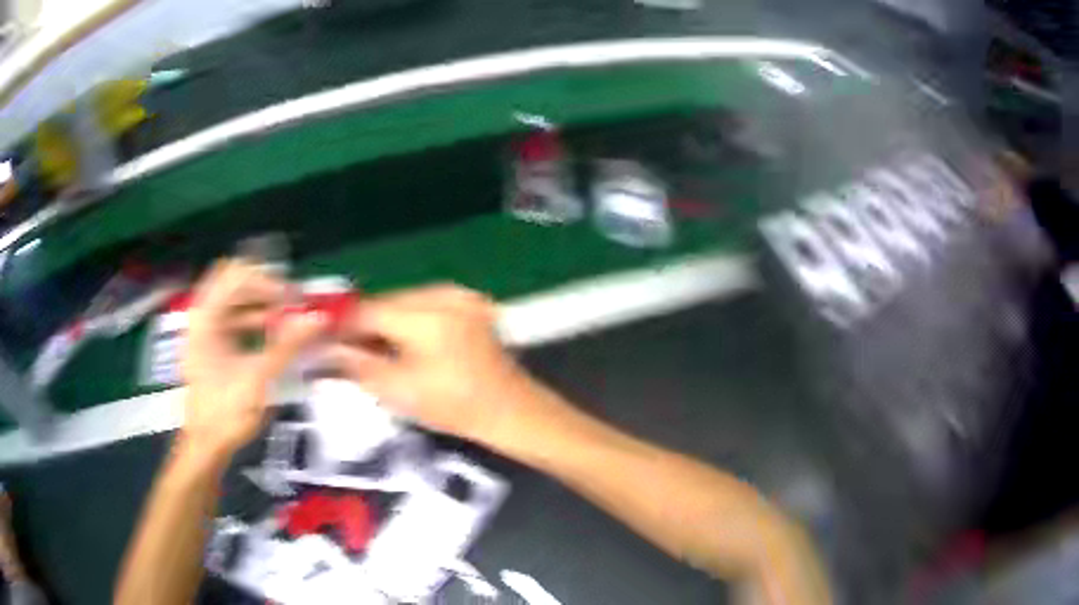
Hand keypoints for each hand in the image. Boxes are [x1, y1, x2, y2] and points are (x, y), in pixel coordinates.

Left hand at [181, 259, 325, 460]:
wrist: (206, 445)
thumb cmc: (226, 410)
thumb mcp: (259, 377)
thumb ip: (288, 344)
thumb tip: (319, 318)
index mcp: (206, 315)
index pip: (238, 272)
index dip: (268, 280)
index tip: (293, 300)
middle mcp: (202, 315)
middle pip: (237, 283)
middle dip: (267, 290)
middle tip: (293, 306)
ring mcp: (205, 330)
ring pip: (236, 301)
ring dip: (263, 306)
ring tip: (289, 321)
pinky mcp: (211, 345)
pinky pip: (235, 319)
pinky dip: (255, 321)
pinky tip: (275, 336)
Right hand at [328, 284, 538, 442]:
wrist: (509, 410)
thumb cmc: (453, 406)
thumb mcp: (396, 390)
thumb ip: (356, 363)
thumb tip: (326, 347)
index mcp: (426, 317)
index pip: (368, 310)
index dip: (340, 323)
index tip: (321, 337)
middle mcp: (444, 295)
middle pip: (386, 301)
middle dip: (363, 323)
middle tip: (344, 347)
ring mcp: (460, 295)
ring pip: (404, 301)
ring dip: (384, 320)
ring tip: (372, 347)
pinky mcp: (469, 301)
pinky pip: (425, 303)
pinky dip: (407, 319)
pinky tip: (401, 340)